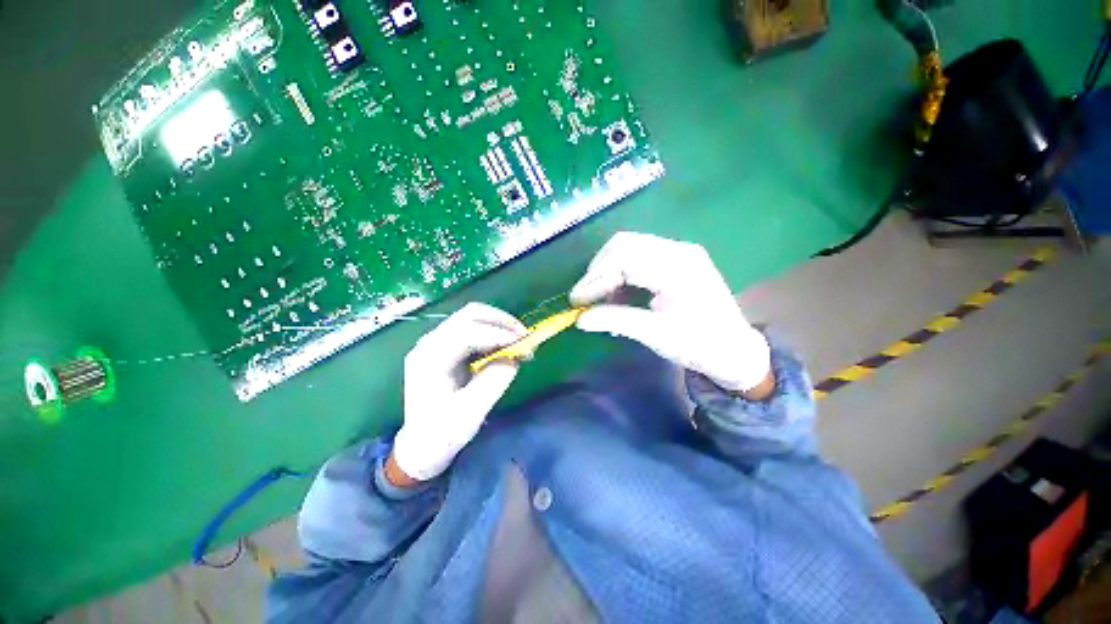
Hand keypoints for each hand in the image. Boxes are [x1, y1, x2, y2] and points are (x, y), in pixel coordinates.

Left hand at [390, 303, 526, 483]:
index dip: (497, 334)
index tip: (523, 342)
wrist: (421, 445)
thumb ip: (494, 381)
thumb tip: (515, 356)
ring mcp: (435, 342)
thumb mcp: (472, 411)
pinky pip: (472, 328)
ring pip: (471, 317)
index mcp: (429, 360)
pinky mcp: (444, 346)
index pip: (465, 333)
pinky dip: (492, 331)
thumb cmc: (443, 433)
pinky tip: (504, 344)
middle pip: (468, 315)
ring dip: (498, 324)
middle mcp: (429, 343)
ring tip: (518, 338)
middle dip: (500, 321)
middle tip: (524, 334)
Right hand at [570, 232, 771, 393]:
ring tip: (598, 298)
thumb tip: (580, 319)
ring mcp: (678, 252)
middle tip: (584, 298)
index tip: (577, 301)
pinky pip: (638, 257)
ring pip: (629, 248)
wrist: (734, 350)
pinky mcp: (675, 260)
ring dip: (608, 271)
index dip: (595, 278)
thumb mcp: (656, 335)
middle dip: (598, 271)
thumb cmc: (699, 345)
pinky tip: (616, 294)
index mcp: (678, 267)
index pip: (624, 259)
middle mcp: (678, 250)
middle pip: (624, 245)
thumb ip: (616, 320)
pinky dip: (620, 273)